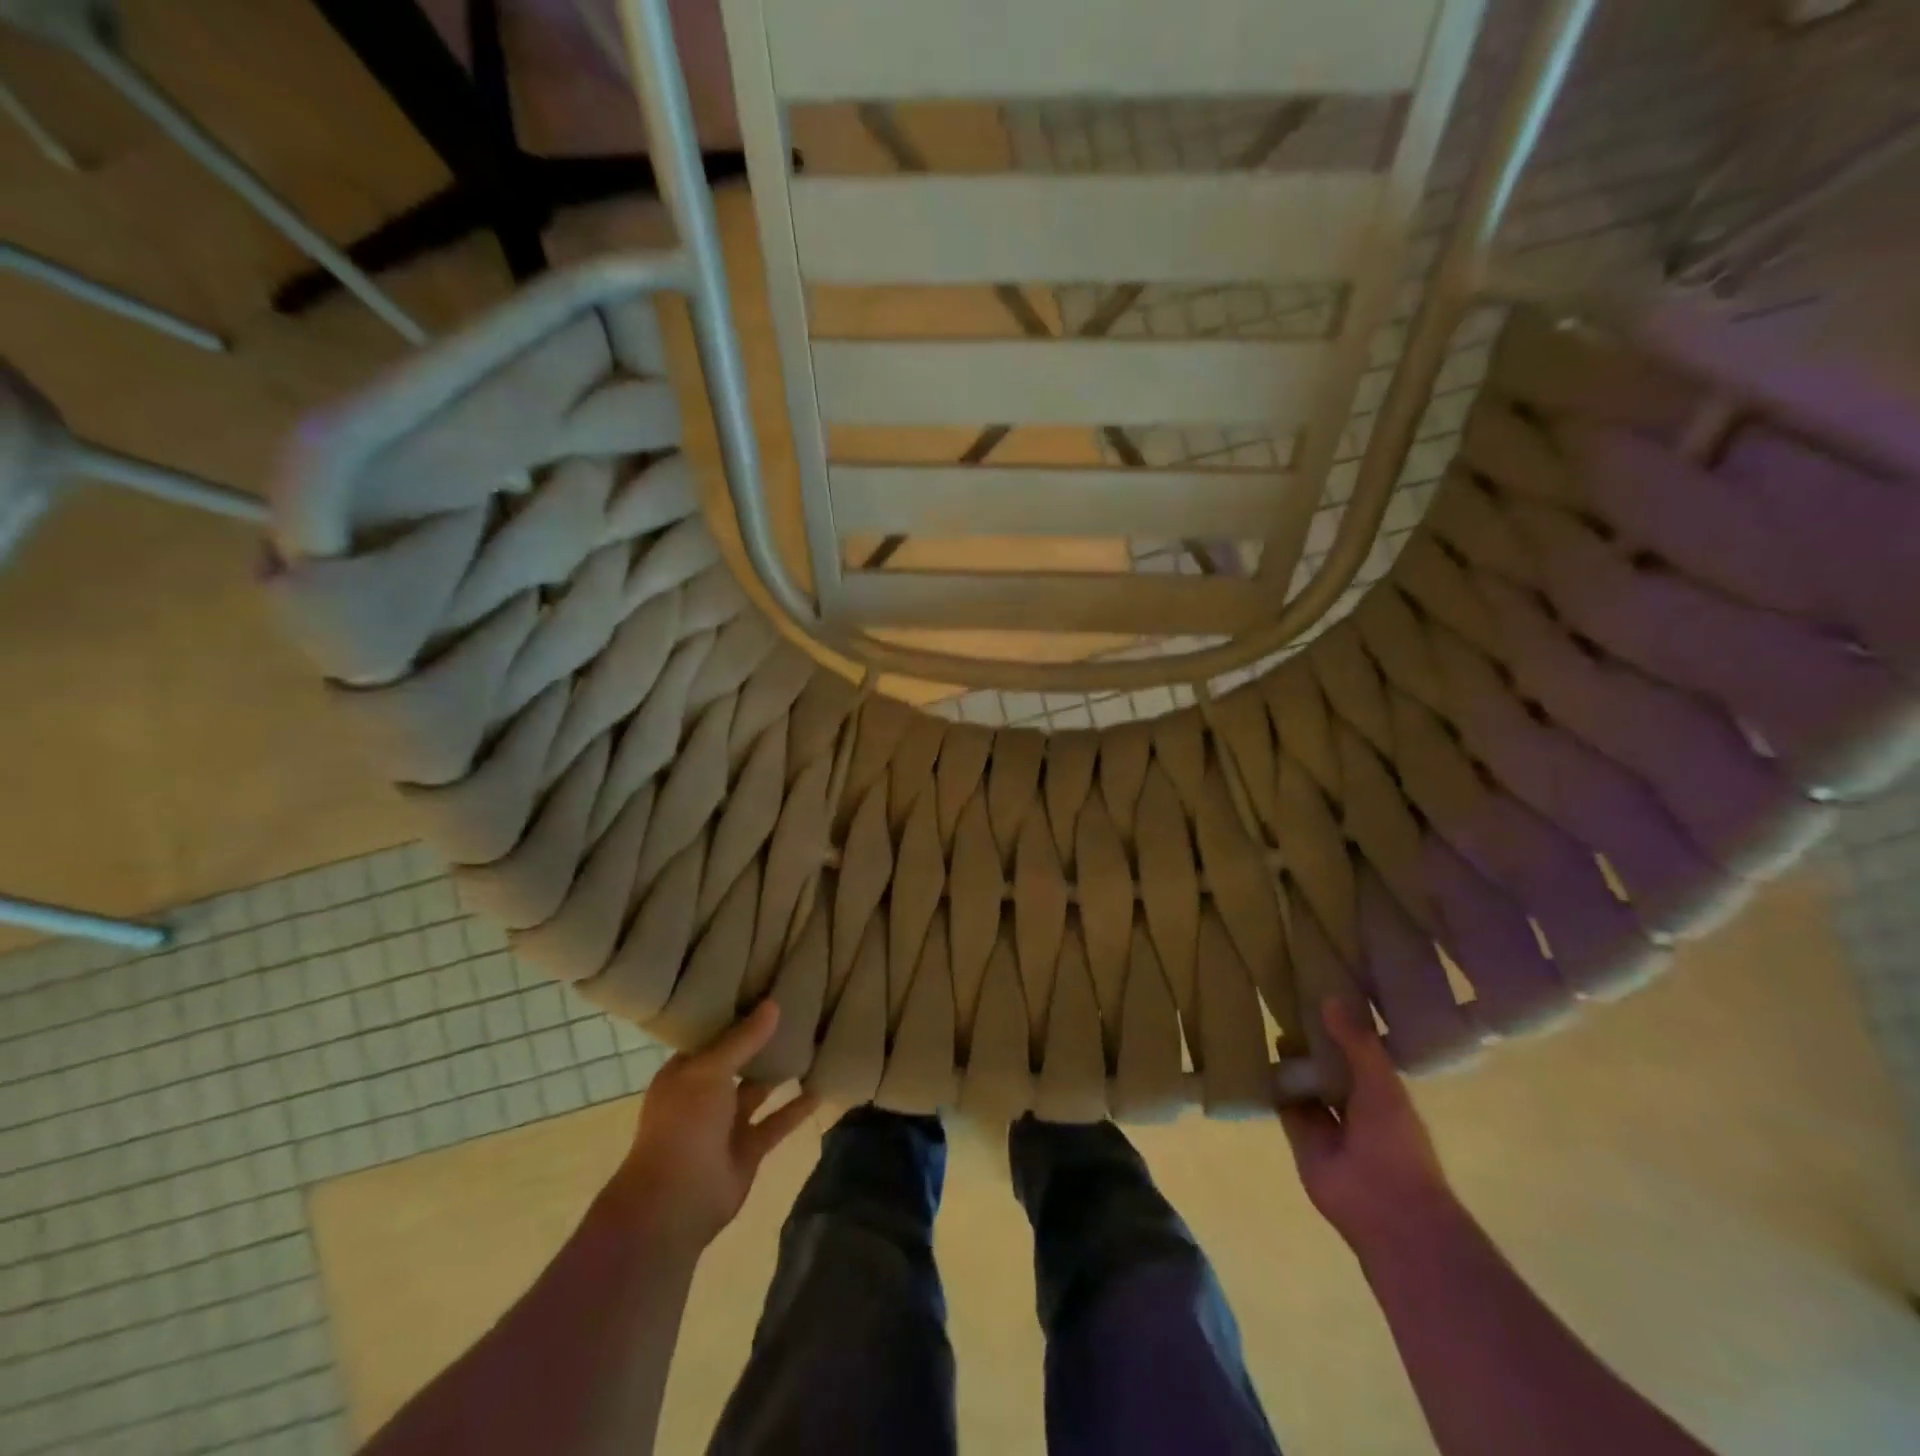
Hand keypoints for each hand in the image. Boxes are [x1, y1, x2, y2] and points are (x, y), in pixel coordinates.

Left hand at [607, 1002, 819, 1257]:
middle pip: (738, 1060)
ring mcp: (726, 1123)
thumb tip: (773, 1004)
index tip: (763, 988)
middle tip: (797, 1008)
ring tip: (813, 1042)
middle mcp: (704, 1094)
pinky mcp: (748, 1148)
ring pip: (759, 1089)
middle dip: (762, 1040)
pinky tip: (821, 1088)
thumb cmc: (684, 1125)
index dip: (735, 1014)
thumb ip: (743, 1039)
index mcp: (684, 1072)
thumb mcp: (709, 1071)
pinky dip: (796, 1108)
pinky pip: (776, 1122)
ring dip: (781, 1072)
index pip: (711, 1035)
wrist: (675, 1202)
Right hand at [1279, 997, 1456, 1253]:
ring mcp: (1327, 1122)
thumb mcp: (1381, 1083)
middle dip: (1311, 1040)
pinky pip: (1284, 1104)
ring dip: (1291, 1061)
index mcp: (1383, 1090)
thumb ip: (1356, 1042)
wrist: (1385, 1209)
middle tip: (1284, 1001)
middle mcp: (1355, 1103)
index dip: (1342, 1024)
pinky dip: (1272, 1086)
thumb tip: (1329, 996)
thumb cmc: (1395, 1142)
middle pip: (1329, 1064)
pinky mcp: (1300, 1136)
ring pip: (1305, 1083)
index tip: (1319, 991)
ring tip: (1266, 1021)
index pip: (1359, 1049)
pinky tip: (1254, 1058)